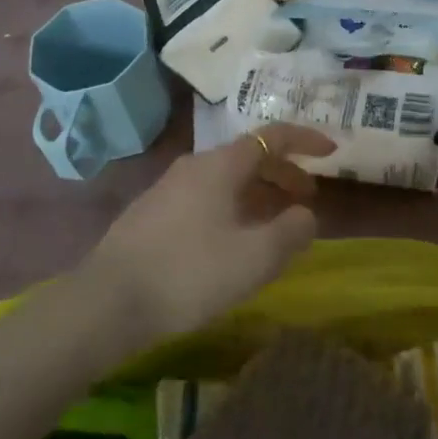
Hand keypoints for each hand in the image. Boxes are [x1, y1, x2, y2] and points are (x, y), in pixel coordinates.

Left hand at [80, 124, 332, 343]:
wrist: (105, 302)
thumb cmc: (188, 274)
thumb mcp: (254, 258)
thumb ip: (291, 232)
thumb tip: (306, 214)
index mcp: (222, 165)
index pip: (273, 136)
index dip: (306, 139)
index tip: (332, 150)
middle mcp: (196, 165)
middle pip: (250, 157)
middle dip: (285, 173)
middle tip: (308, 198)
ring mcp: (169, 187)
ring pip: (227, 179)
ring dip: (259, 193)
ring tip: (275, 222)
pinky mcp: (153, 213)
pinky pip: (206, 197)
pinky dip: (233, 206)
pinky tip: (232, 240)